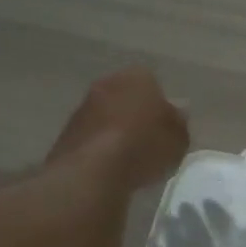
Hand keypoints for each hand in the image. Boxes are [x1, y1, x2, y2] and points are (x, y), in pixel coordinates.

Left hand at [48, 67, 189, 190]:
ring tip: (128, 160)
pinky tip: (108, 168)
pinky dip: (99, 148)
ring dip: (114, 131)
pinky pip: (91, 137)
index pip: (153, 84)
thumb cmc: (144, 146)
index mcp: (138, 77)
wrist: (93, 169)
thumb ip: (178, 124)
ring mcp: (83, 106)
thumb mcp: (178, 139)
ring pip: (106, 116)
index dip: (160, 107)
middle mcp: (107, 83)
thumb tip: (176, 115)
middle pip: (126, 97)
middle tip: (147, 142)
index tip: (165, 129)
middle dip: (135, 115)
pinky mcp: (66, 131)